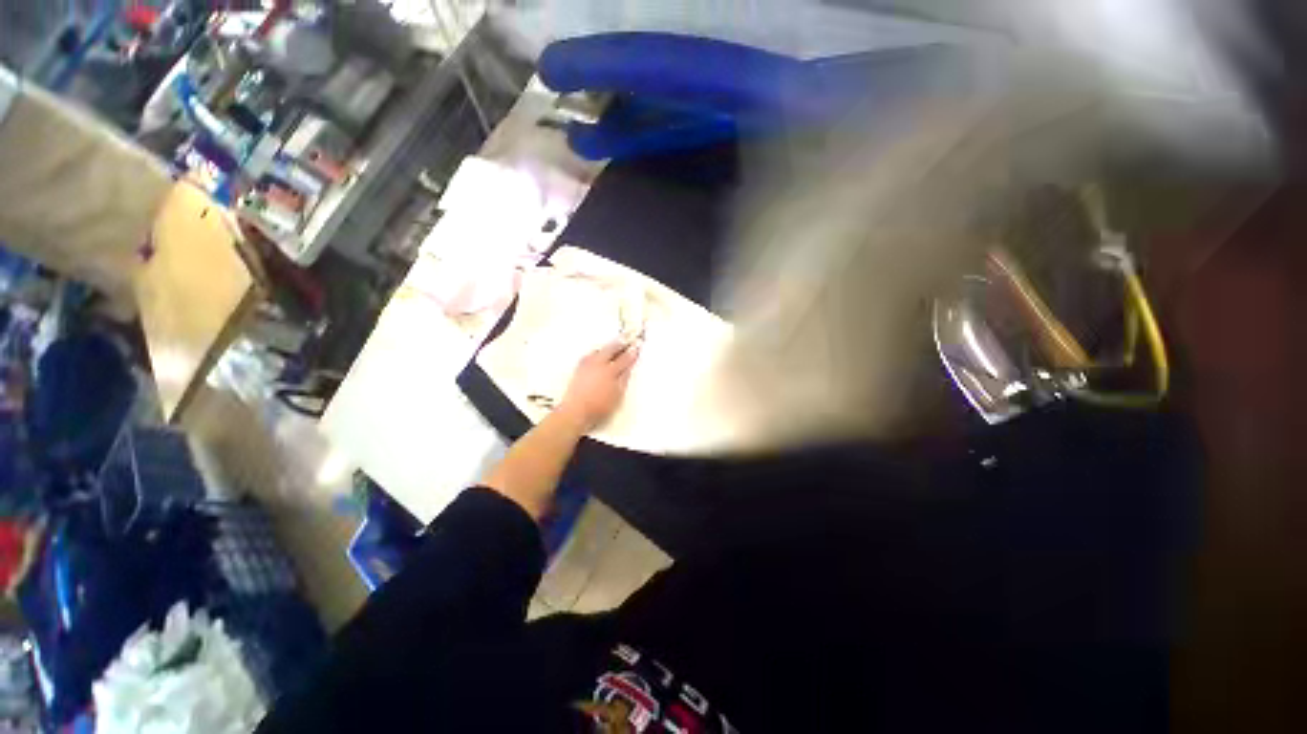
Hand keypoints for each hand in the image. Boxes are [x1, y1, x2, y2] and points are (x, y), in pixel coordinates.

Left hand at [556, 341, 640, 431]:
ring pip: (599, 350)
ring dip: (607, 346)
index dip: (631, 353)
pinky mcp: (579, 369)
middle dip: (619, 344)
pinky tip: (598, 353)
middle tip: (626, 338)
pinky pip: (590, 355)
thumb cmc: (599, 406)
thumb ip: (623, 380)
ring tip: (613, 344)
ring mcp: (587, 365)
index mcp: (610, 371)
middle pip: (611, 349)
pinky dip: (597, 352)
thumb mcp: (617, 395)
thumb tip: (628, 368)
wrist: (576, 410)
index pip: (624, 359)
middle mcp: (598, 364)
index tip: (637, 347)